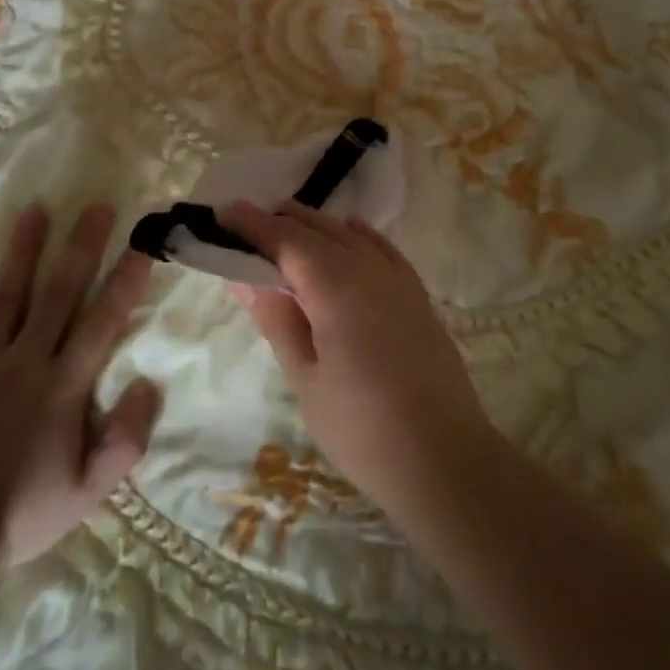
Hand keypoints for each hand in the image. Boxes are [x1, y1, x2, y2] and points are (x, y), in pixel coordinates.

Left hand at [0, 203, 161, 573]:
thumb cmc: (21, 515)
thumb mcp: (89, 492)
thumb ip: (126, 440)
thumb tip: (148, 383)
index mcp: (63, 386)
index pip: (103, 321)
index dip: (126, 280)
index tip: (143, 244)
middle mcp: (24, 361)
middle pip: (58, 293)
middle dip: (81, 248)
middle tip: (97, 208)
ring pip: (4, 295)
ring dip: (21, 250)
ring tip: (35, 209)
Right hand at [219, 200, 495, 512]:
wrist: (445, 458)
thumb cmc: (362, 429)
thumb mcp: (306, 380)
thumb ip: (278, 321)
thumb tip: (247, 279)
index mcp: (336, 289)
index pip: (287, 241)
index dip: (254, 224)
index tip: (224, 211)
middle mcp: (370, 272)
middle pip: (319, 230)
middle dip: (281, 220)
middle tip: (246, 220)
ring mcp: (400, 282)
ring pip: (351, 236)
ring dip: (316, 225)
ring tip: (287, 225)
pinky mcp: (419, 297)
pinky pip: (384, 249)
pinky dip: (359, 235)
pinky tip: (349, 233)